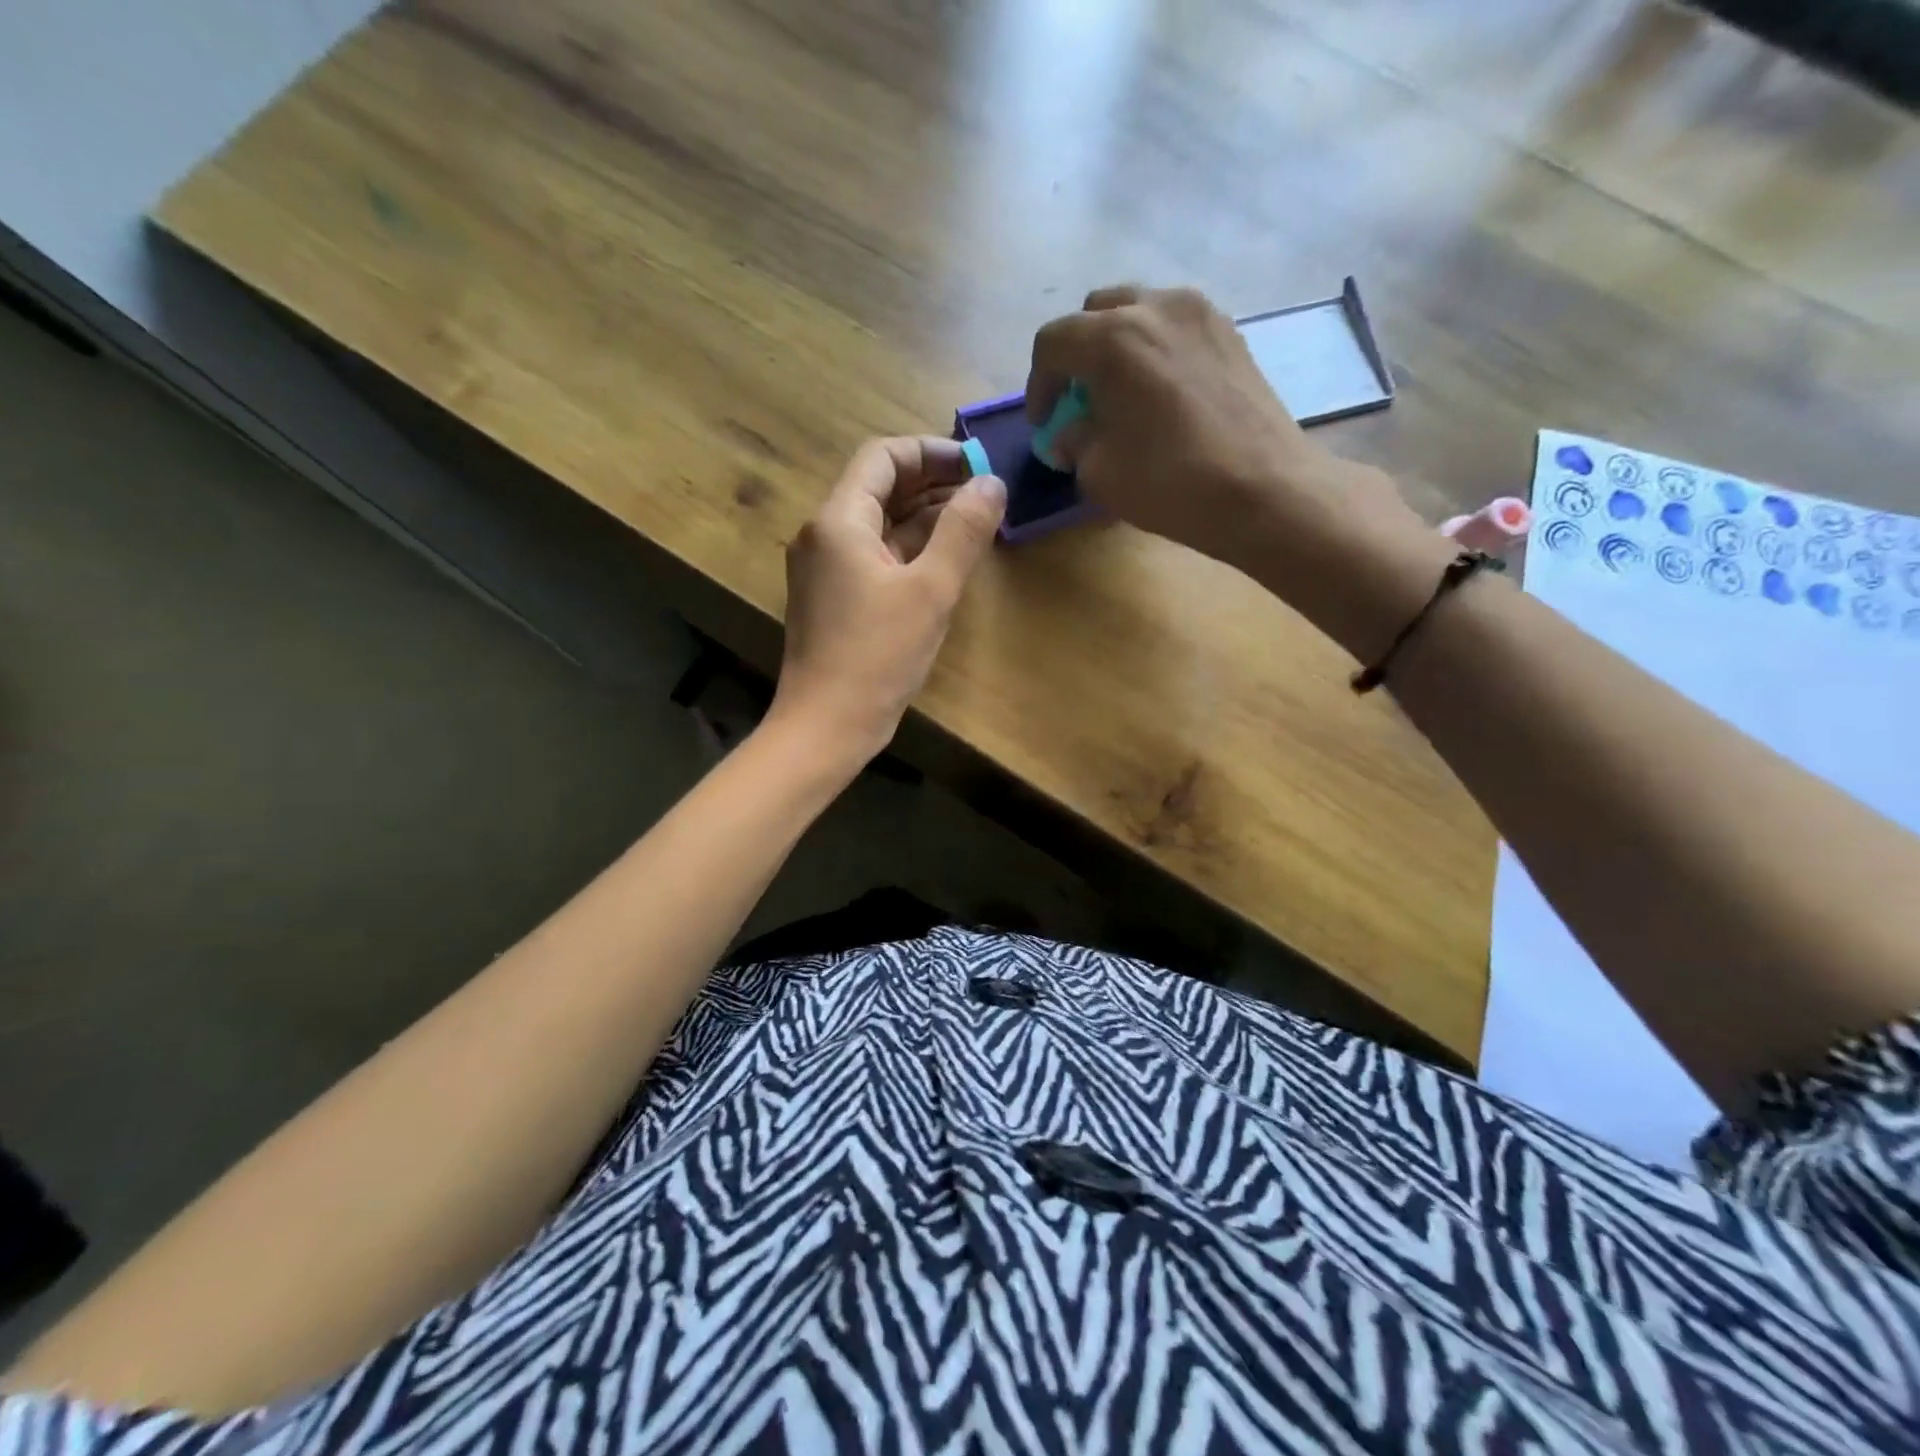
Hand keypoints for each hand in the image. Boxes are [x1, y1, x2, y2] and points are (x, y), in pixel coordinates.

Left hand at [770, 437, 1005, 763]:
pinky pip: (874, 557)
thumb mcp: (930, 590)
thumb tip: (992, 483)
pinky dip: (909, 550)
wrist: (826, 726)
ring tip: (974, 522)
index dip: (931, 452)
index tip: (976, 465)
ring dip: (924, 517)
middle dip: (931, 483)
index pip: (882, 458)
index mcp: (839, 521)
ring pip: (879, 525)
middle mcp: (824, 535)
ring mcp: (826, 569)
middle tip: (983, 493)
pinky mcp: (834, 599)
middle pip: (879, 488)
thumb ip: (963, 532)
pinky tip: (945, 559)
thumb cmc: (877, 656)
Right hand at [1027, 286, 1448, 657]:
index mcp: (1112, 339)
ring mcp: (1200, 313)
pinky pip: (1176, 326)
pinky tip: (1161, 393)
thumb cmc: (1170, 482)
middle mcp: (1155, 307)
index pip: (1053, 342)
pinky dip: (1156, 349)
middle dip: (1077, 354)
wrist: (1263, 489)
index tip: (1045, 423)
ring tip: (1121, 393)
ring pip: (1140, 311)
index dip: (1038, 384)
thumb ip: (1074, 441)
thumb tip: (1069, 433)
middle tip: (1078, 399)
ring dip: (1117, 346)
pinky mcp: (1231, 333)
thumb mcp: (1099, 472)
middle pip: (1096, 312)